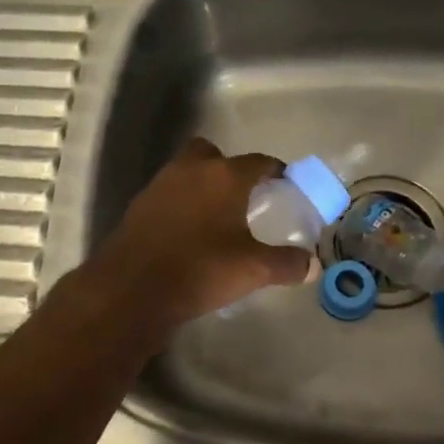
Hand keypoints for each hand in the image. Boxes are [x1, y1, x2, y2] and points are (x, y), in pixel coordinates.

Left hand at [89, 138, 315, 334]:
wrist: (132, 288)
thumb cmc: (200, 269)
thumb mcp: (252, 270)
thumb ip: (286, 264)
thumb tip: (312, 265)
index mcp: (224, 176)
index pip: (258, 162)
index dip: (274, 171)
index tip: (284, 183)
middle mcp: (191, 170)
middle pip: (213, 154)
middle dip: (228, 168)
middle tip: (242, 196)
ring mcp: (160, 185)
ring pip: (186, 172)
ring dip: (201, 185)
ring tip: (216, 216)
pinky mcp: (138, 206)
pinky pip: (167, 195)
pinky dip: (180, 205)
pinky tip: (187, 233)